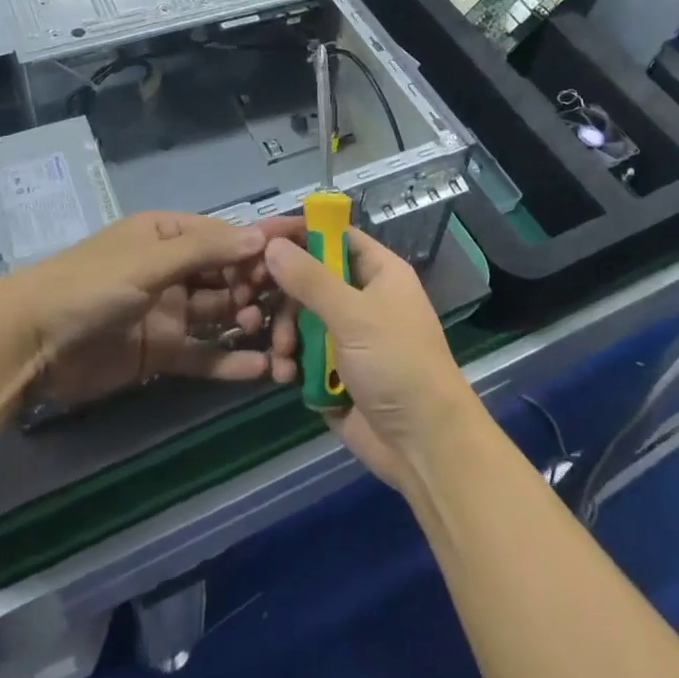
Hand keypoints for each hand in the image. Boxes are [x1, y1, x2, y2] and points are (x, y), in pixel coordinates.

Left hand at [8, 212, 289, 407]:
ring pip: (221, 316)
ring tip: (277, 336)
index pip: (226, 235)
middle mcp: (173, 270)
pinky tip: (261, 371)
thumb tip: (260, 236)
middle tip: (291, 304)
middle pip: (228, 276)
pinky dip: (229, 362)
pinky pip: (203, 354)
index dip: (263, 241)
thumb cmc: (90, 286)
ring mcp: (168, 312)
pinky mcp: (161, 352)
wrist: (28, 344)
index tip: (307, 244)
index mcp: (168, 236)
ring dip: (249, 323)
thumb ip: (205, 251)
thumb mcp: (148, 261)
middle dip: (259, 287)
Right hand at [263, 228, 477, 488]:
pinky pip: (301, 352)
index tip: (258, 237)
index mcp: (378, 272)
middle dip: (283, 293)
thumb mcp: (354, 315)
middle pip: (310, 277)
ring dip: (285, 332)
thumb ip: (310, 279)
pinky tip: (282, 374)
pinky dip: (289, 360)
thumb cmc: (397, 364)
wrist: (423, 444)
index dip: (298, 233)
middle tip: (255, 302)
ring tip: (283, 353)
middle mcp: (362, 297)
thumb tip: (272, 244)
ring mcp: (347, 335)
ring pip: (300, 317)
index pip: (334, 236)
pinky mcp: (334, 370)